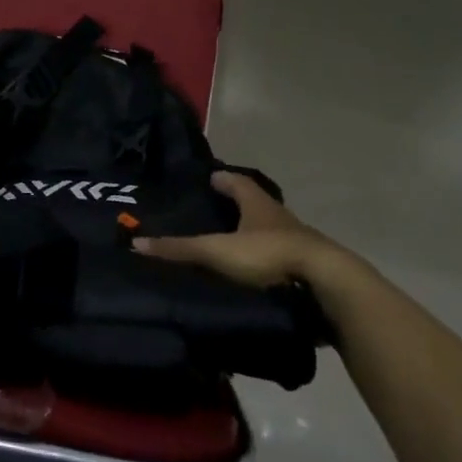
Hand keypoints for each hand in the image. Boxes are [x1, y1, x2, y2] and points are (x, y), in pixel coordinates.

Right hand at [132, 170, 364, 288]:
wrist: (324, 284)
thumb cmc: (268, 255)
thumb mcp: (217, 252)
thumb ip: (179, 249)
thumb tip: (137, 242)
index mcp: (258, 203)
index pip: (237, 181)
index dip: (222, 179)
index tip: (209, 177)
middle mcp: (279, 216)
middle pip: (255, 204)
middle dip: (237, 204)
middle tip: (215, 208)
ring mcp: (296, 241)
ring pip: (270, 230)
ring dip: (253, 232)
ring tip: (231, 242)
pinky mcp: (306, 267)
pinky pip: (280, 257)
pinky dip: (266, 259)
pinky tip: (254, 271)